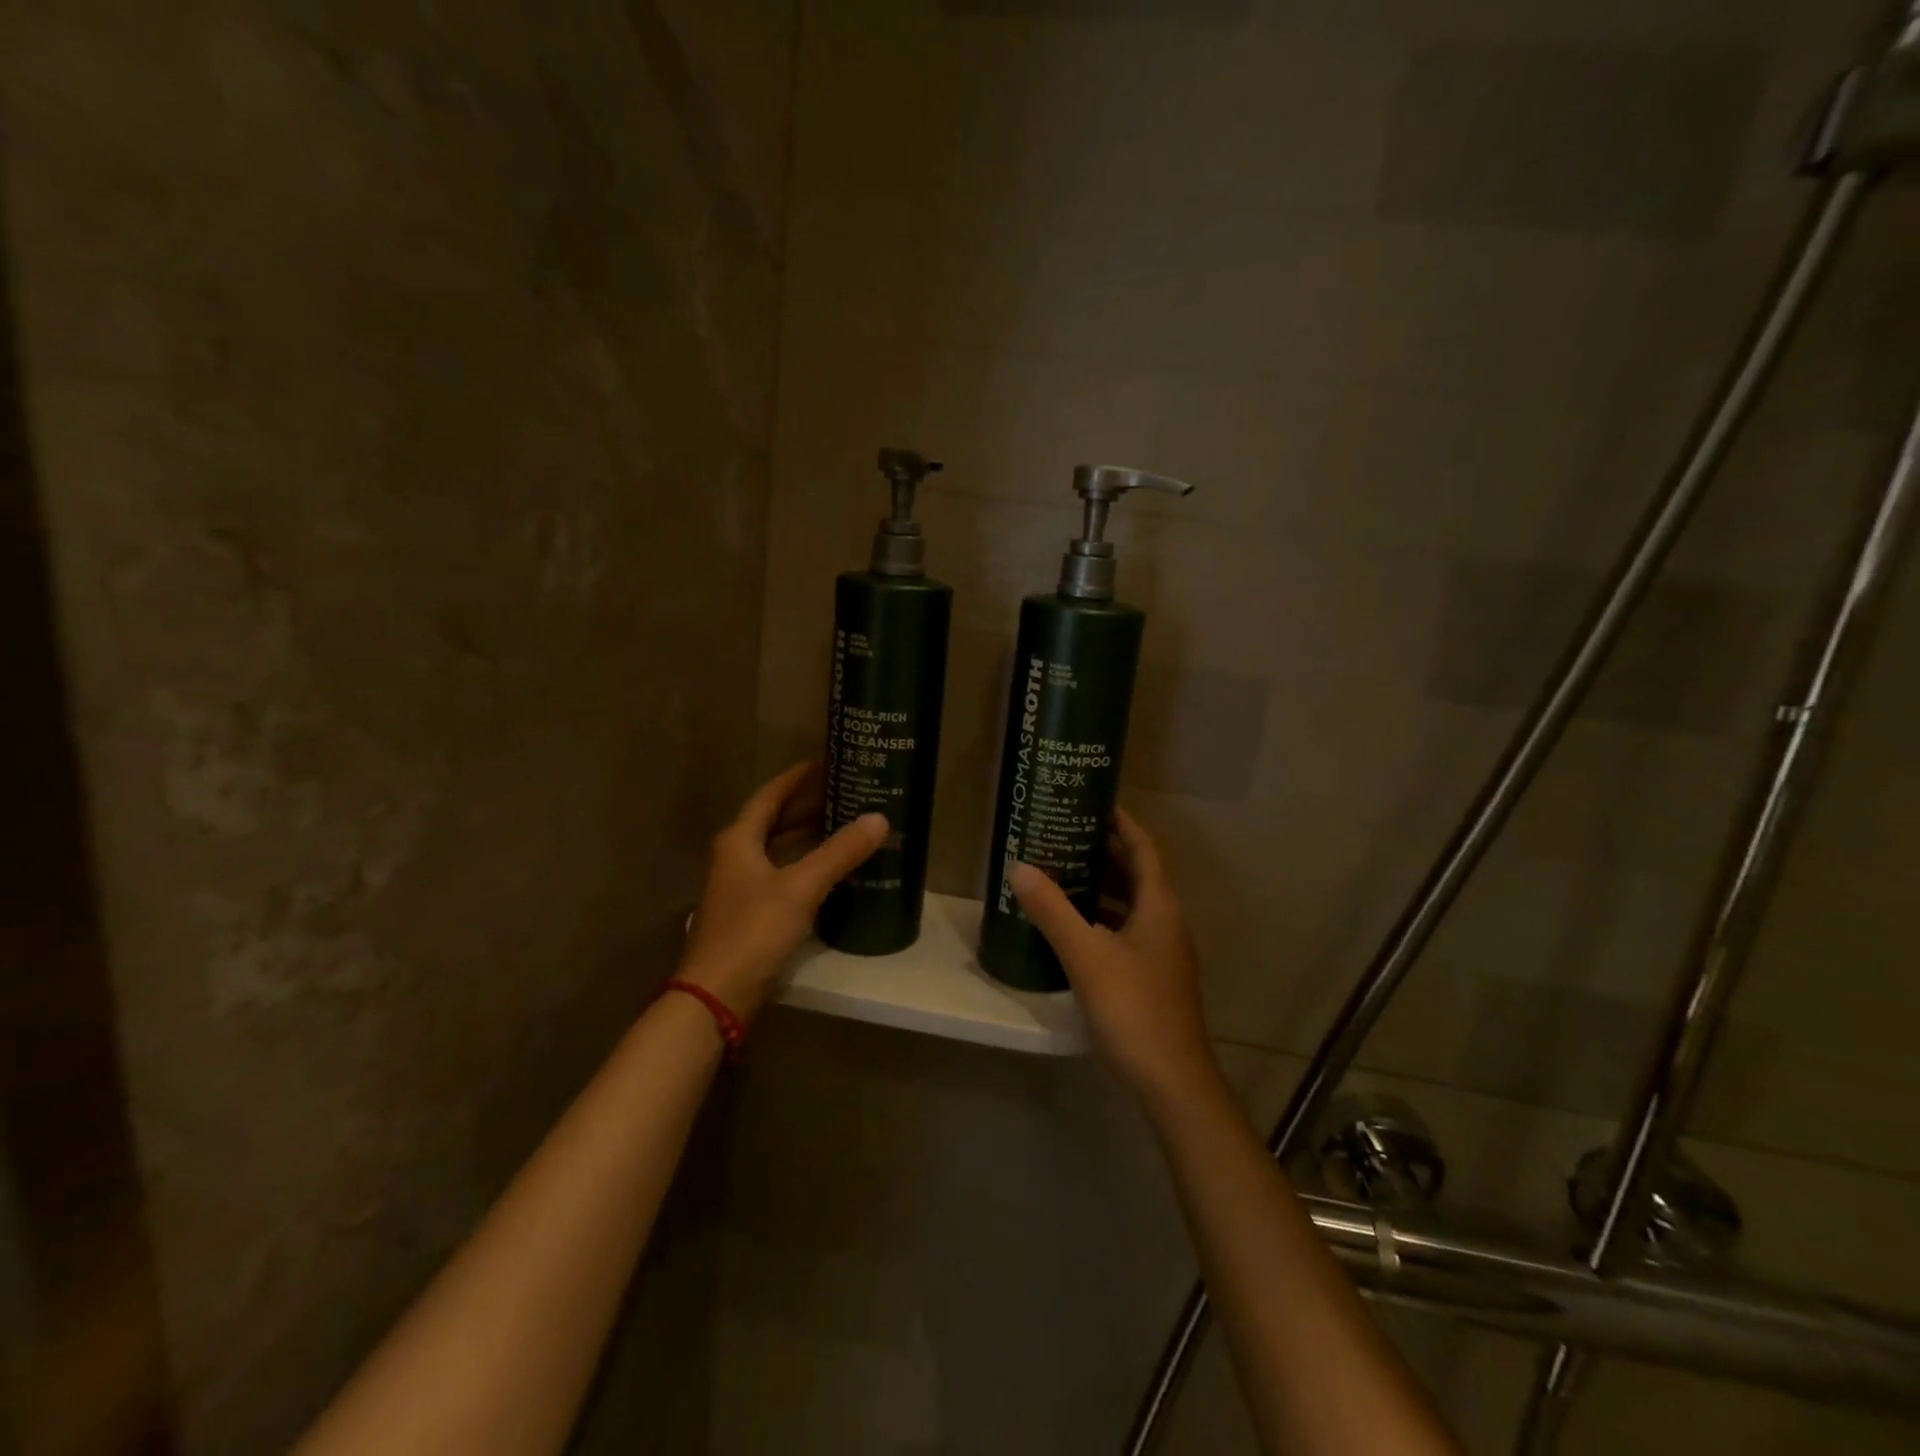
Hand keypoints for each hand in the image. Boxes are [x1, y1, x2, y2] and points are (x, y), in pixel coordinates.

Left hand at [679, 762, 887, 1020]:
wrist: (716, 995)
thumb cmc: (753, 931)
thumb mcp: (800, 887)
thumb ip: (840, 852)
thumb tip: (879, 819)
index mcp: (739, 840)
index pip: (770, 795)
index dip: (796, 777)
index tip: (825, 762)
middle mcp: (735, 857)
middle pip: (774, 821)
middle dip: (808, 806)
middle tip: (847, 794)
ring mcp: (741, 887)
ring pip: (779, 850)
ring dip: (808, 837)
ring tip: (846, 826)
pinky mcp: (750, 914)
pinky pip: (783, 876)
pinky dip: (806, 866)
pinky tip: (832, 872)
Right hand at [1011, 808, 1220, 1105]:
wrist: (1172, 1080)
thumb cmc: (1133, 1007)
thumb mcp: (1086, 955)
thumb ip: (1052, 910)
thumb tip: (1019, 866)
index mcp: (1159, 905)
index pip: (1143, 847)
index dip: (1121, 822)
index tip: (1092, 801)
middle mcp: (1166, 920)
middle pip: (1137, 872)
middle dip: (1104, 850)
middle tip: (1064, 833)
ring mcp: (1163, 950)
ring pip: (1132, 902)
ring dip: (1102, 884)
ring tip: (1062, 870)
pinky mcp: (1154, 974)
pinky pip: (1127, 928)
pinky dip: (1102, 916)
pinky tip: (1073, 925)